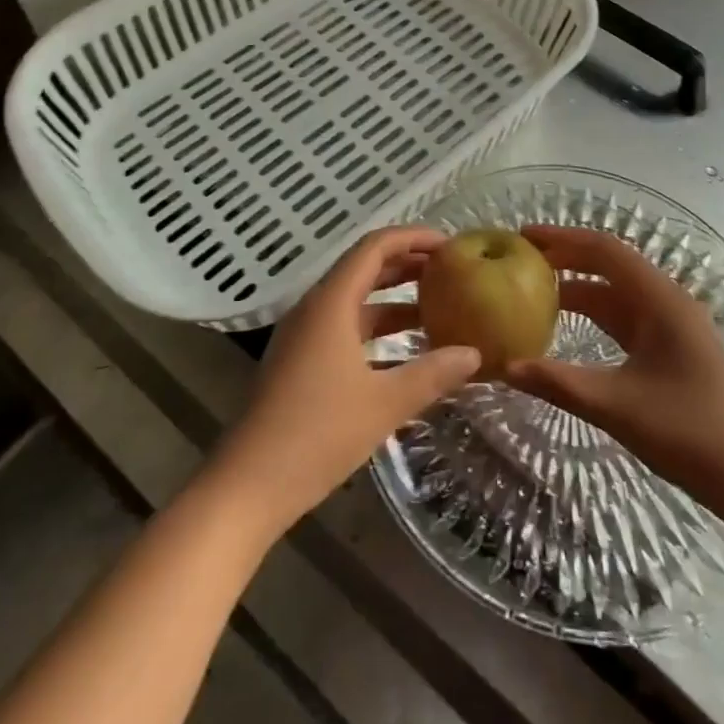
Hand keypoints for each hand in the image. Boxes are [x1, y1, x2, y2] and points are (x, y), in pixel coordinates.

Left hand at [208, 227, 479, 533]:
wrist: (248, 485)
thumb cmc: (318, 434)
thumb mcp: (384, 404)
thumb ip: (432, 374)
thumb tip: (474, 354)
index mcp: (331, 302)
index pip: (375, 247)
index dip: (413, 238)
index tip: (450, 245)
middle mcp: (315, 308)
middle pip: (365, 269)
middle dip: (408, 266)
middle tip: (451, 272)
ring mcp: (304, 335)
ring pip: (356, 301)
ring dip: (394, 300)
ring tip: (438, 308)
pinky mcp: (300, 361)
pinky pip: (345, 327)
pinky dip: (377, 330)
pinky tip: (405, 352)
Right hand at [503, 226, 723, 501]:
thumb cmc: (691, 435)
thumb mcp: (617, 407)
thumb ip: (558, 383)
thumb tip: (504, 368)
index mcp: (660, 301)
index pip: (605, 250)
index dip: (563, 238)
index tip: (523, 237)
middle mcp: (668, 303)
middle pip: (611, 265)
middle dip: (567, 257)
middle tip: (521, 260)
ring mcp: (674, 327)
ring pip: (618, 293)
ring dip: (579, 287)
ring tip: (535, 290)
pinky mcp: (675, 350)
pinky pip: (627, 318)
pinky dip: (595, 314)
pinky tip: (571, 329)